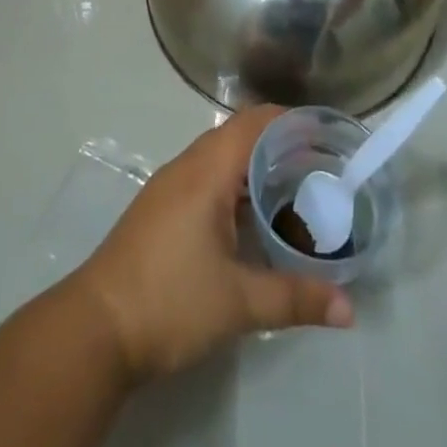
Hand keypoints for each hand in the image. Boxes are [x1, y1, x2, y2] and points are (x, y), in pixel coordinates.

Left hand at [72, 107, 352, 381]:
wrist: (98, 326)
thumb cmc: (170, 301)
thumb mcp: (239, 302)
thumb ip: (295, 298)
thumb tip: (348, 308)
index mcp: (206, 171)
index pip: (253, 123)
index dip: (289, 120)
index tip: (325, 134)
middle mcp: (187, 167)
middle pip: (238, 136)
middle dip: (279, 144)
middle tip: (320, 166)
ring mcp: (170, 187)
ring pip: (221, 158)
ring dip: (255, 166)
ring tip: (297, 190)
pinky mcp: (162, 208)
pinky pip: (207, 178)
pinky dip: (236, 186)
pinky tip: (254, 219)